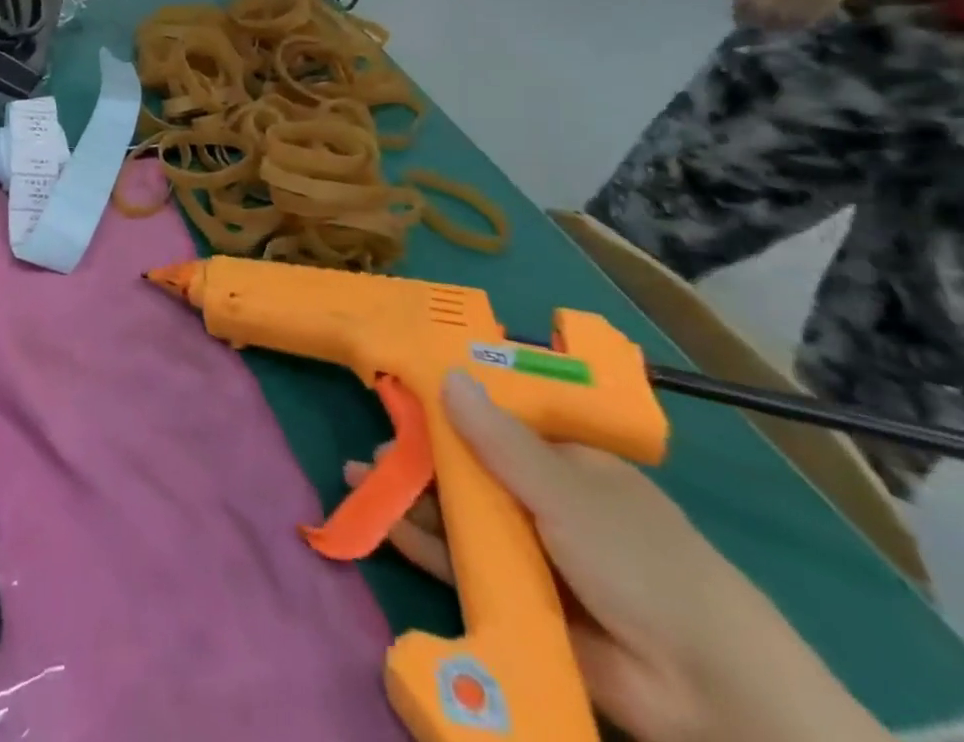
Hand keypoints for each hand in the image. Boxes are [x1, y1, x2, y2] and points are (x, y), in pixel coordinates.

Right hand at [346, 372, 889, 741]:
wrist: (709, 695)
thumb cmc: (642, 563)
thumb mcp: (566, 492)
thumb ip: (499, 440)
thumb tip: (446, 375)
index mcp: (563, 463)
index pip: (493, 424)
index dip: (446, 410)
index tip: (400, 397)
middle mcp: (541, 501)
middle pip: (467, 469)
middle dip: (418, 458)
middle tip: (375, 450)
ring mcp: (528, 551)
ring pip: (458, 514)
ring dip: (410, 497)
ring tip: (361, 480)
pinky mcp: (516, 599)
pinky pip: (460, 563)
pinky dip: (422, 544)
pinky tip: (385, 525)